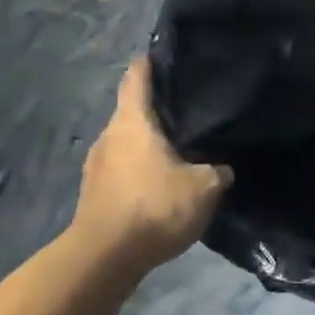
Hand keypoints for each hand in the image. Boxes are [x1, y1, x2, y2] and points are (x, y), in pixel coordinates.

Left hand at [73, 57, 231, 272]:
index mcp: (132, 121)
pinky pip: (120, 169)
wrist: (104, 259)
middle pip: (131, 110)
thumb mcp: (203, 187)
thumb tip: (221, 168)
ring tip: (177, 148)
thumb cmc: (154, 206)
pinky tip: (159, 183)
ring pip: (125, 142)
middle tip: (187, 109)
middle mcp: (109, 135)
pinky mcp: (93, 193)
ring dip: (146, 142)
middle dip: (155, 108)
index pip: (137, 77)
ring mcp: (96, 165)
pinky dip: (138, 169)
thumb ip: (217, 170)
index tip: (165, 55)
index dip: (150, 63)